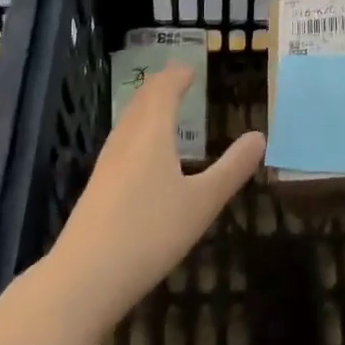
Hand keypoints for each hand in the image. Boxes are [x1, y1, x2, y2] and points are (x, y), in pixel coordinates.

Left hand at [51, 67, 264, 322]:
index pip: (163, 90)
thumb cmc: (150, 232)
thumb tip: (259, 137)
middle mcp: (126, 138)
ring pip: (128, 119)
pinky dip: (137, 128)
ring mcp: (107, 162)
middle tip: (177, 79)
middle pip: (142, 100)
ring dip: (146, 105)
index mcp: (151, 133)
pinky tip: (142, 152)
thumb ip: (232, 169)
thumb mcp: (202, 202)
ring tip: (162, 107)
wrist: (85, 277)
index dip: (177, 76)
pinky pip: (121, 140)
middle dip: (160, 85)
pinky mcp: (98, 185)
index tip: (190, 68)